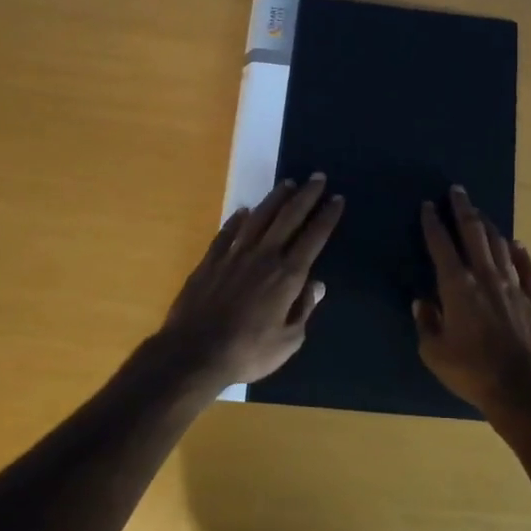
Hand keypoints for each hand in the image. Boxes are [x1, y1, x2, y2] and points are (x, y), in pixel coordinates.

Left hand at [158, 175, 343, 390]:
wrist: (194, 353)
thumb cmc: (247, 352)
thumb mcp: (288, 342)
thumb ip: (303, 310)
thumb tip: (316, 285)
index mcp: (287, 275)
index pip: (313, 237)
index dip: (327, 216)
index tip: (337, 198)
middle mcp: (264, 256)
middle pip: (289, 217)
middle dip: (306, 195)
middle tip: (317, 177)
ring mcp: (235, 255)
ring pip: (259, 217)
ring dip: (275, 198)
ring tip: (287, 183)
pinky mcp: (211, 260)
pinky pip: (227, 232)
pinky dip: (237, 219)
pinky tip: (244, 210)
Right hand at [416, 186, 530, 416]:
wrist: (522, 388)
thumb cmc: (471, 371)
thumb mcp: (434, 352)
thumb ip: (426, 323)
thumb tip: (421, 302)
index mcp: (457, 287)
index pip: (441, 245)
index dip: (433, 223)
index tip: (429, 205)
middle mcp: (486, 276)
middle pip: (473, 233)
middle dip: (463, 209)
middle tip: (457, 191)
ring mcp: (514, 285)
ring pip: (500, 244)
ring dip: (488, 225)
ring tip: (480, 213)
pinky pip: (527, 268)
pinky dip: (520, 252)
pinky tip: (517, 244)